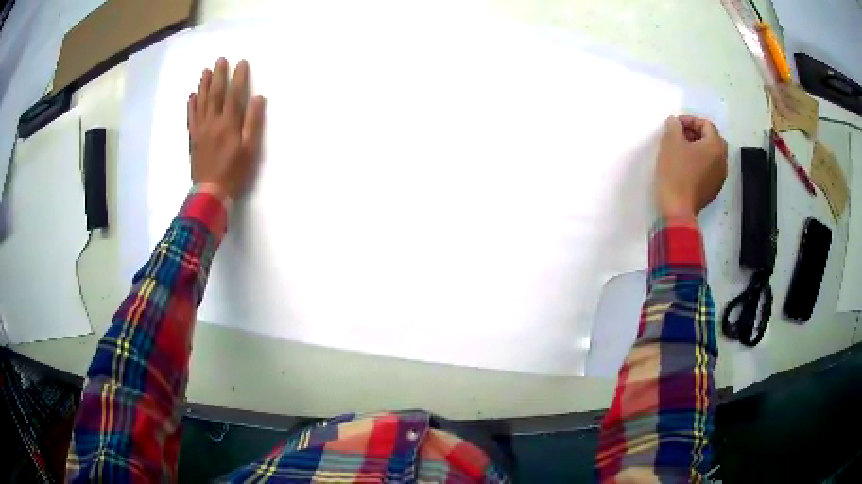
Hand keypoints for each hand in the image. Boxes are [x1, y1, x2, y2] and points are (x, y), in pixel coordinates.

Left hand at [187, 57, 265, 200]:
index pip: (234, 94)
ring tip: (206, 71)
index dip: (238, 77)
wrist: (210, 193)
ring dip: (204, 85)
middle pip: (216, 94)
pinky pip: (191, 117)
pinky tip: (192, 95)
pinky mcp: (193, 138)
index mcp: (229, 123)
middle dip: (219, 75)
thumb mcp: (250, 149)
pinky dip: (191, 105)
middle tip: (220, 59)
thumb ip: (253, 122)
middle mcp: (213, 122)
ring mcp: (201, 129)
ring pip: (202, 102)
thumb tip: (257, 98)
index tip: (241, 62)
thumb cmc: (234, 172)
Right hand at [655, 115, 727, 218]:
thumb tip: (675, 123)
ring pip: (712, 156)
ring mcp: (720, 178)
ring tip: (682, 152)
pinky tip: (686, 168)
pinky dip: (700, 164)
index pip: (706, 124)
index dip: (690, 120)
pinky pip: (709, 170)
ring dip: (699, 149)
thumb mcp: (670, 142)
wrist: (677, 210)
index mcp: (715, 146)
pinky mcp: (713, 190)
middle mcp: (722, 161)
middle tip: (680, 136)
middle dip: (697, 134)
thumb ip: (674, 126)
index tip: (675, 125)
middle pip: (712, 139)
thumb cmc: (675, 172)